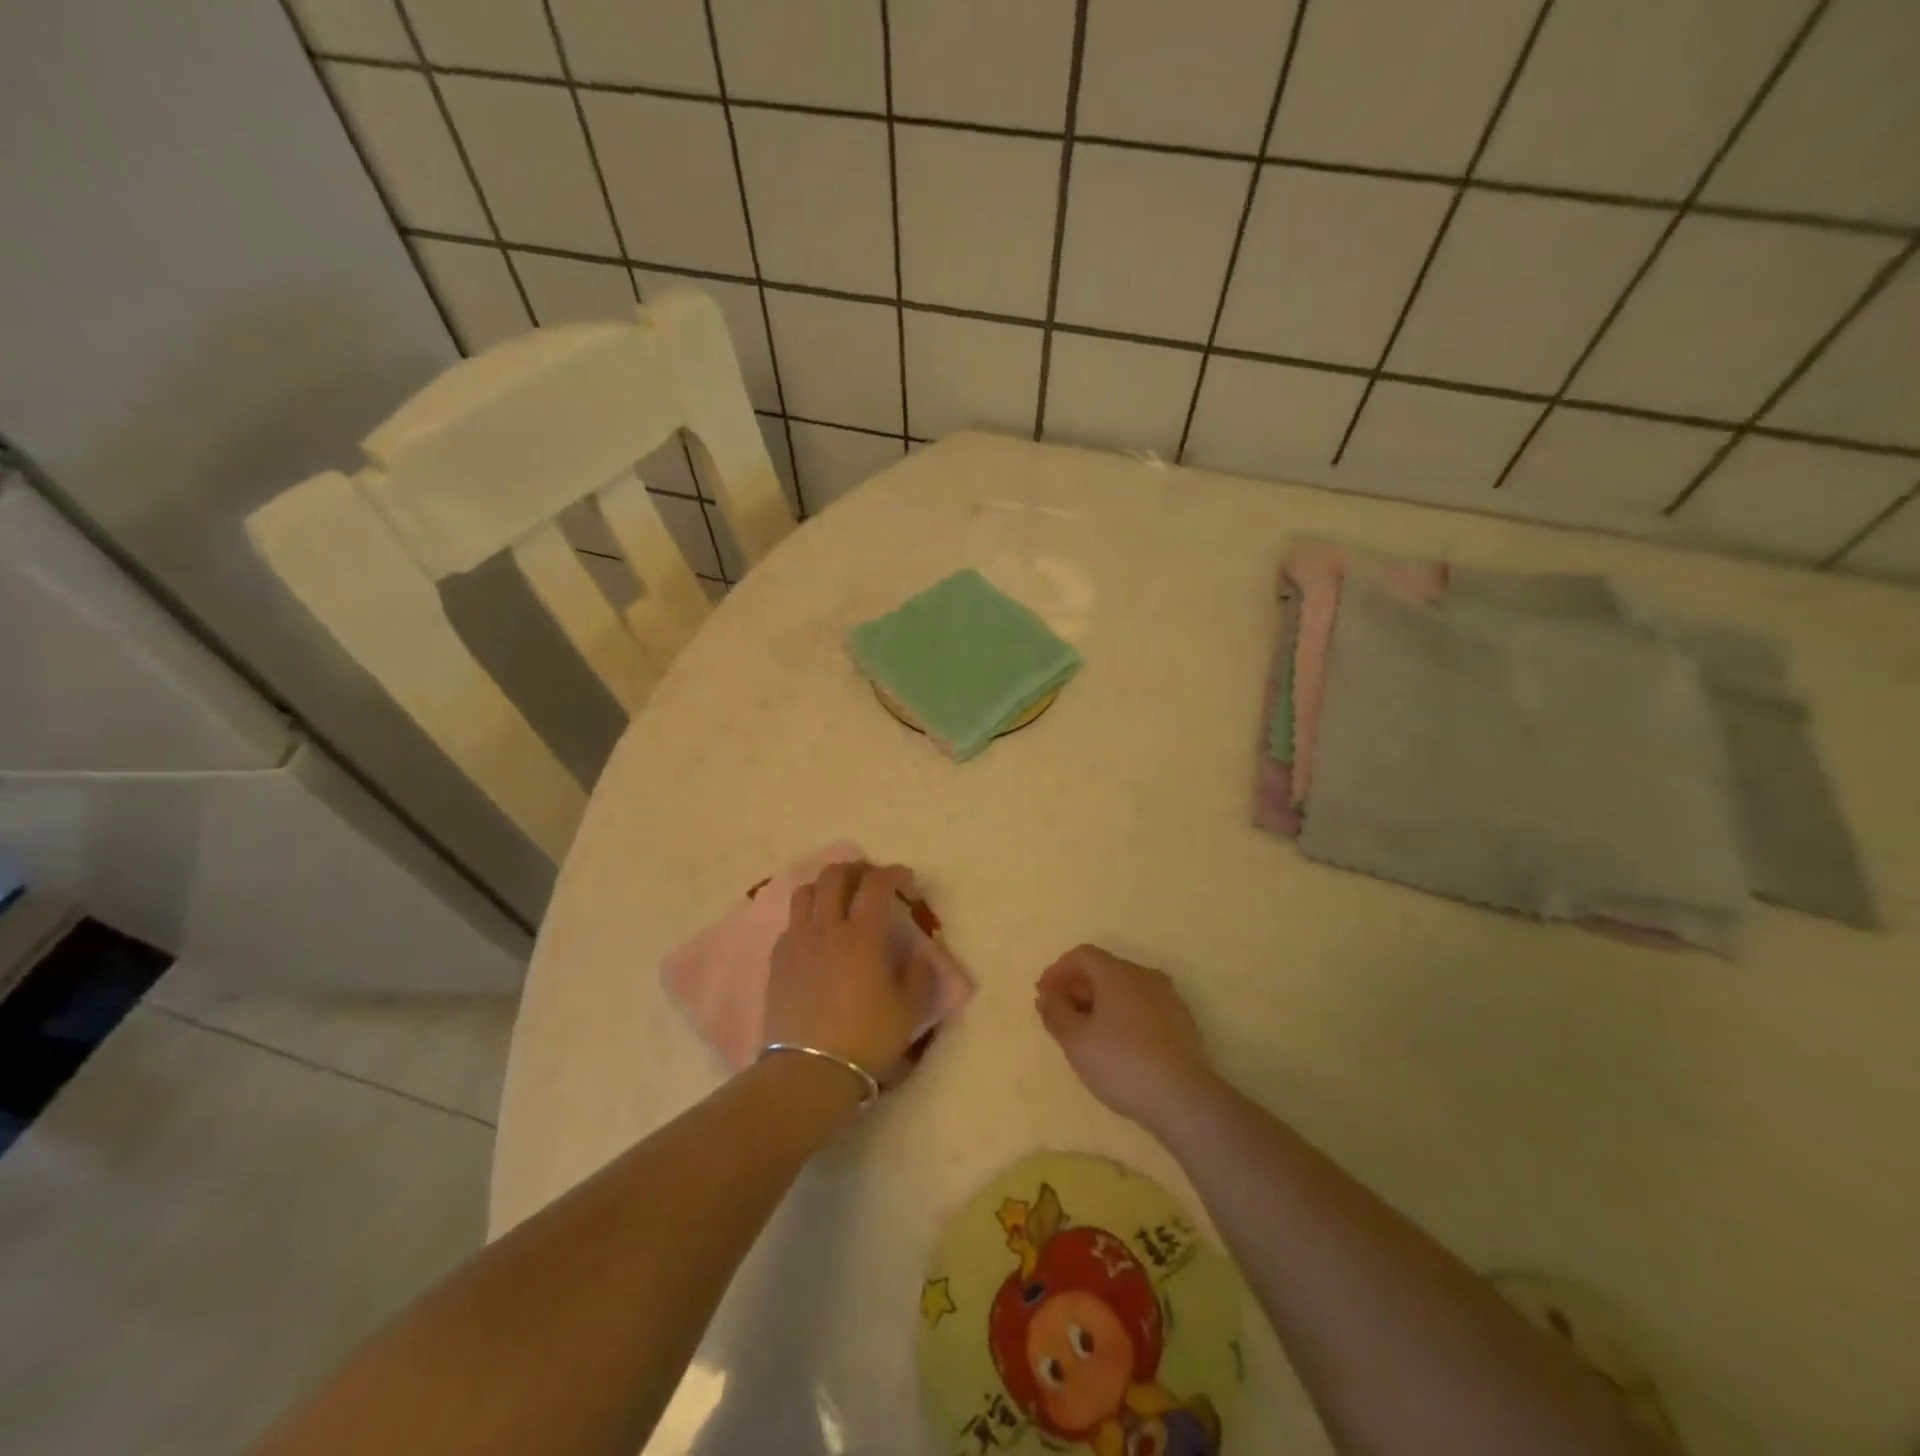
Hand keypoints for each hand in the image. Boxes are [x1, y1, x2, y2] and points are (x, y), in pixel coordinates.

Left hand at [766, 861, 934, 1085]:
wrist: (808, 1072)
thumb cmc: (866, 1039)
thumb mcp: (909, 1010)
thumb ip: (919, 974)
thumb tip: (918, 953)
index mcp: (862, 935)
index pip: (876, 884)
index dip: (893, 873)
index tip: (905, 879)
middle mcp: (826, 928)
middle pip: (835, 876)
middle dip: (857, 869)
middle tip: (872, 881)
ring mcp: (797, 941)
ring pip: (806, 891)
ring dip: (826, 886)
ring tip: (840, 900)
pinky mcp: (778, 959)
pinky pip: (792, 921)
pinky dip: (808, 915)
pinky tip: (818, 934)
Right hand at [1035, 945, 1218, 1131]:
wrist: (1184, 1097)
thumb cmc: (1122, 1062)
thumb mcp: (1076, 1041)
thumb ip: (1056, 1014)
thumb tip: (1047, 997)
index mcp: (1117, 973)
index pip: (1082, 955)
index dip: (1058, 970)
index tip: (1043, 994)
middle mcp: (1144, 976)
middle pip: (1104, 969)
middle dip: (1078, 987)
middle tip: (1060, 1014)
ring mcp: (1168, 998)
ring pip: (1125, 989)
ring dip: (1100, 1002)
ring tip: (1087, 1031)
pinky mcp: (1182, 1022)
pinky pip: (1143, 1006)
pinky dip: (1123, 1014)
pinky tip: (1118, 1043)